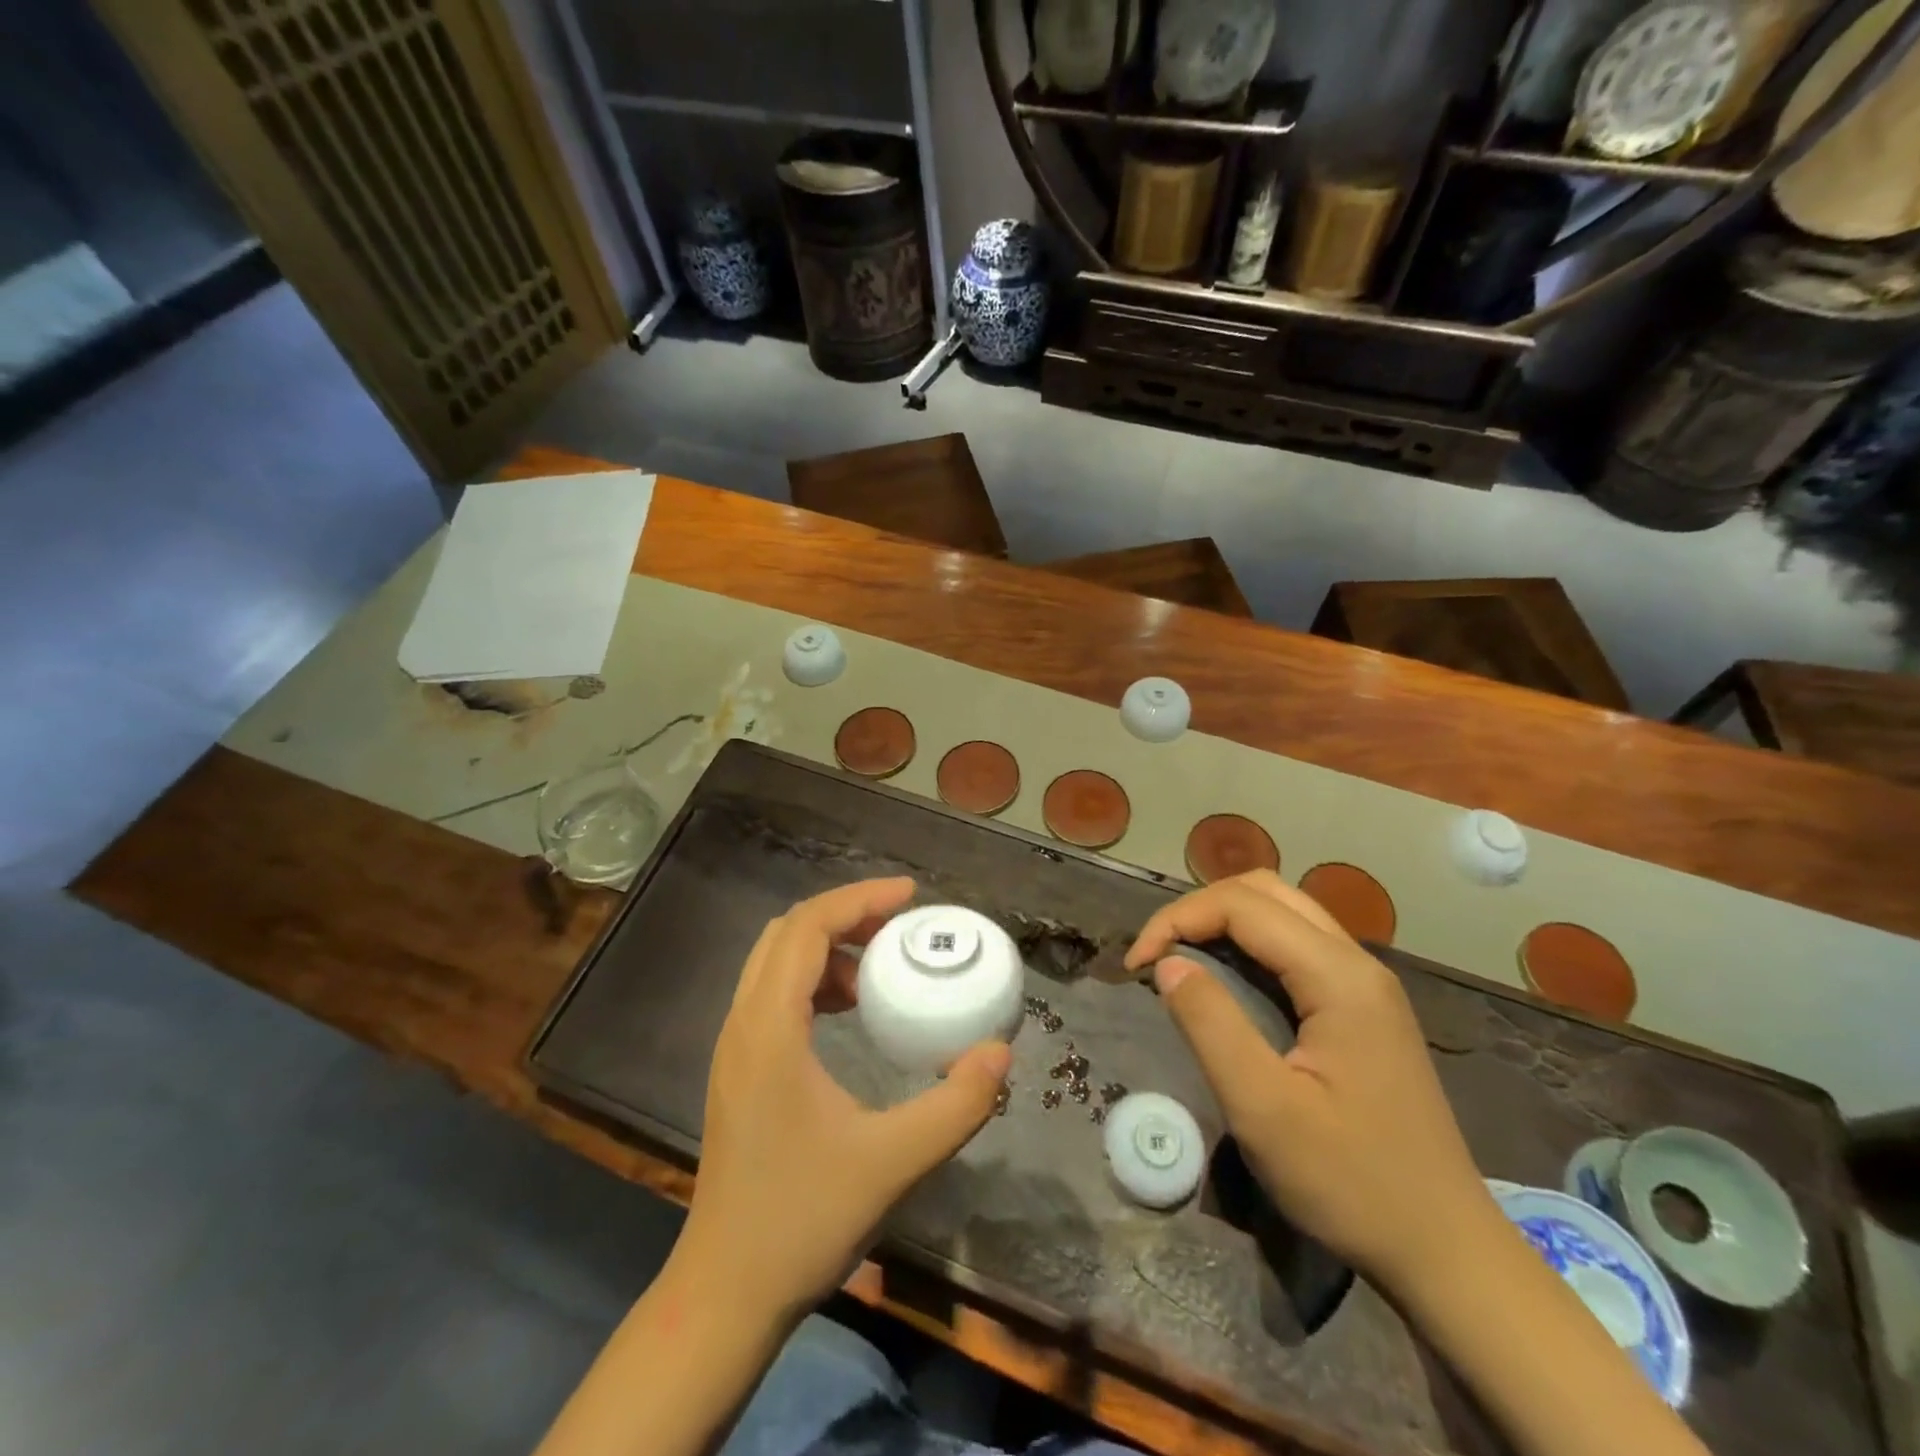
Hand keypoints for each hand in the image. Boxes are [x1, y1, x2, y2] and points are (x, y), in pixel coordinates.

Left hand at [678, 877, 1012, 1322]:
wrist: (724, 1294)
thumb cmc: (801, 1221)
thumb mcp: (892, 1162)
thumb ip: (955, 1106)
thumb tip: (1000, 1052)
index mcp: (769, 1029)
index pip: (807, 928)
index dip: (859, 899)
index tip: (910, 895)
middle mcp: (742, 1024)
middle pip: (788, 933)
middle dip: (846, 915)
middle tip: (901, 925)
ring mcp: (734, 1048)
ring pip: (776, 962)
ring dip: (828, 948)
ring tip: (881, 968)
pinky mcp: (738, 1070)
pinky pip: (774, 994)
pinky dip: (814, 980)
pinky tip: (850, 1014)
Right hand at [1126, 870, 1496, 1287]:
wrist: (1446, 1251)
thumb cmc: (1352, 1183)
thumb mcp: (1263, 1109)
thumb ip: (1210, 1024)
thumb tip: (1167, 964)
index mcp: (1338, 977)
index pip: (1242, 905)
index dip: (1177, 920)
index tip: (1136, 966)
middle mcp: (1357, 963)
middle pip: (1264, 891)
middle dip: (1199, 910)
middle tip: (1158, 955)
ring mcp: (1366, 984)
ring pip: (1283, 912)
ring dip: (1224, 922)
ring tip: (1182, 961)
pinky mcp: (1364, 1007)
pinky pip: (1297, 945)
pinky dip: (1249, 944)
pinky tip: (1227, 981)